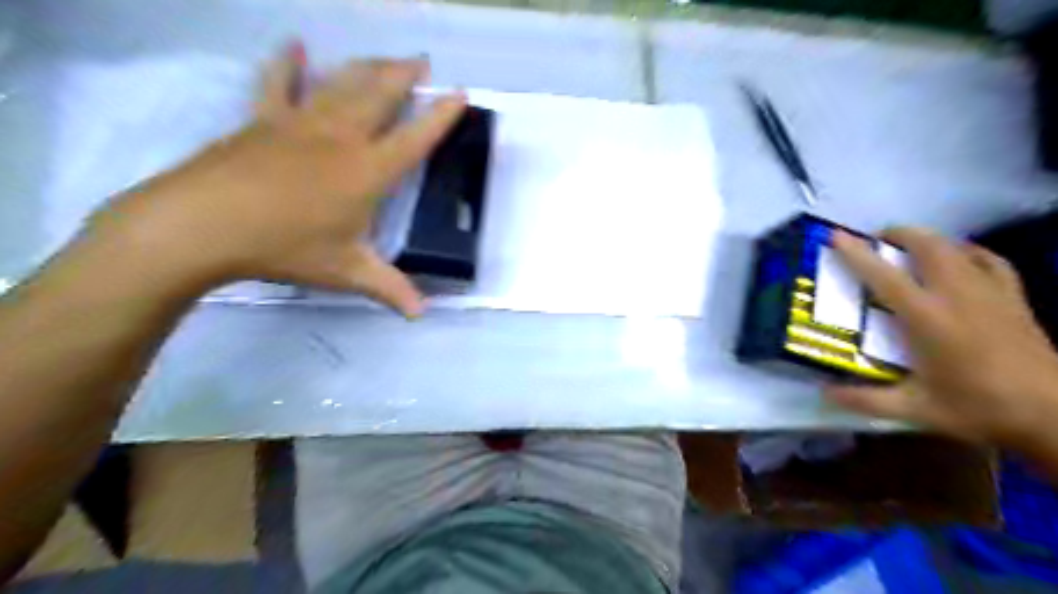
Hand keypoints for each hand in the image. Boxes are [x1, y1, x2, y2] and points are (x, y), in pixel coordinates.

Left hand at [93, 44, 463, 317]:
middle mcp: (342, 137)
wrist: (205, 224)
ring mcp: (301, 122)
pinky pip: (279, 83)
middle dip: (404, 74)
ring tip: (384, 57)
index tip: (460, 93)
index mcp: (368, 171)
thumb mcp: (346, 272)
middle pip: (379, 94)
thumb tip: (421, 315)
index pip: (415, 138)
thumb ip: (389, 289)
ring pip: (341, 83)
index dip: (441, 115)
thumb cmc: (287, 247)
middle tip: (422, 60)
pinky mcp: (264, 119)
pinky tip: (296, 45)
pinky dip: (288, 62)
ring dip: (366, 66)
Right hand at [831, 228, 1057, 443]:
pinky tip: (960, 258)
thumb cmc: (978, 408)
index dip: (856, 253)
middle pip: (927, 246)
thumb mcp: (915, 409)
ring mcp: (990, 293)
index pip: (884, 276)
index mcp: (927, 319)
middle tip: (876, 241)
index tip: (836, 236)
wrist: (1054, 415)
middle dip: (899, 234)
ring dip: (928, 240)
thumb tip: (825, 392)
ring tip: (909, 248)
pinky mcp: (1014, 298)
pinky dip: (968, 252)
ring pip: (957, 248)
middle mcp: (957, 295)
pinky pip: (989, 261)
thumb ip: (865, 400)